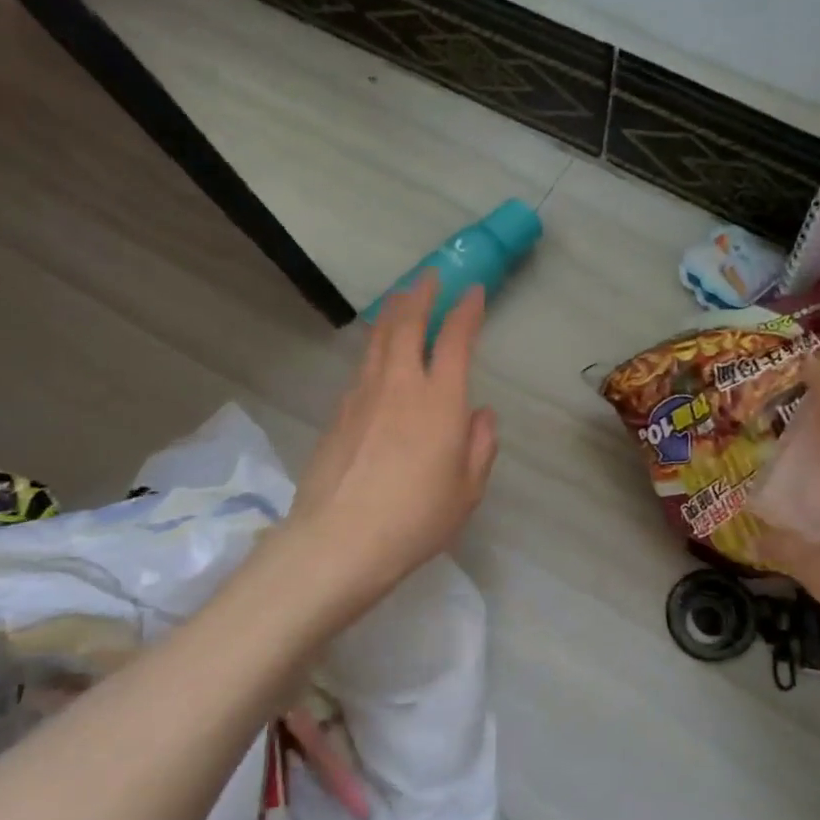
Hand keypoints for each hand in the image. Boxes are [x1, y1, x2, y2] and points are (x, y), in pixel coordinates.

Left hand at [286, 271, 497, 607]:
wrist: (338, 541)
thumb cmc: (415, 518)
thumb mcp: (467, 490)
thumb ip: (480, 446)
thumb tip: (481, 414)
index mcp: (439, 400)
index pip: (454, 339)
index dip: (465, 311)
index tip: (473, 291)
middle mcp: (399, 385)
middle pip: (406, 324)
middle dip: (421, 295)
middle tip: (429, 278)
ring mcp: (362, 396)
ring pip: (378, 340)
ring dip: (393, 314)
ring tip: (401, 302)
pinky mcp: (337, 413)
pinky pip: (361, 367)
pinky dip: (375, 349)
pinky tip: (377, 358)